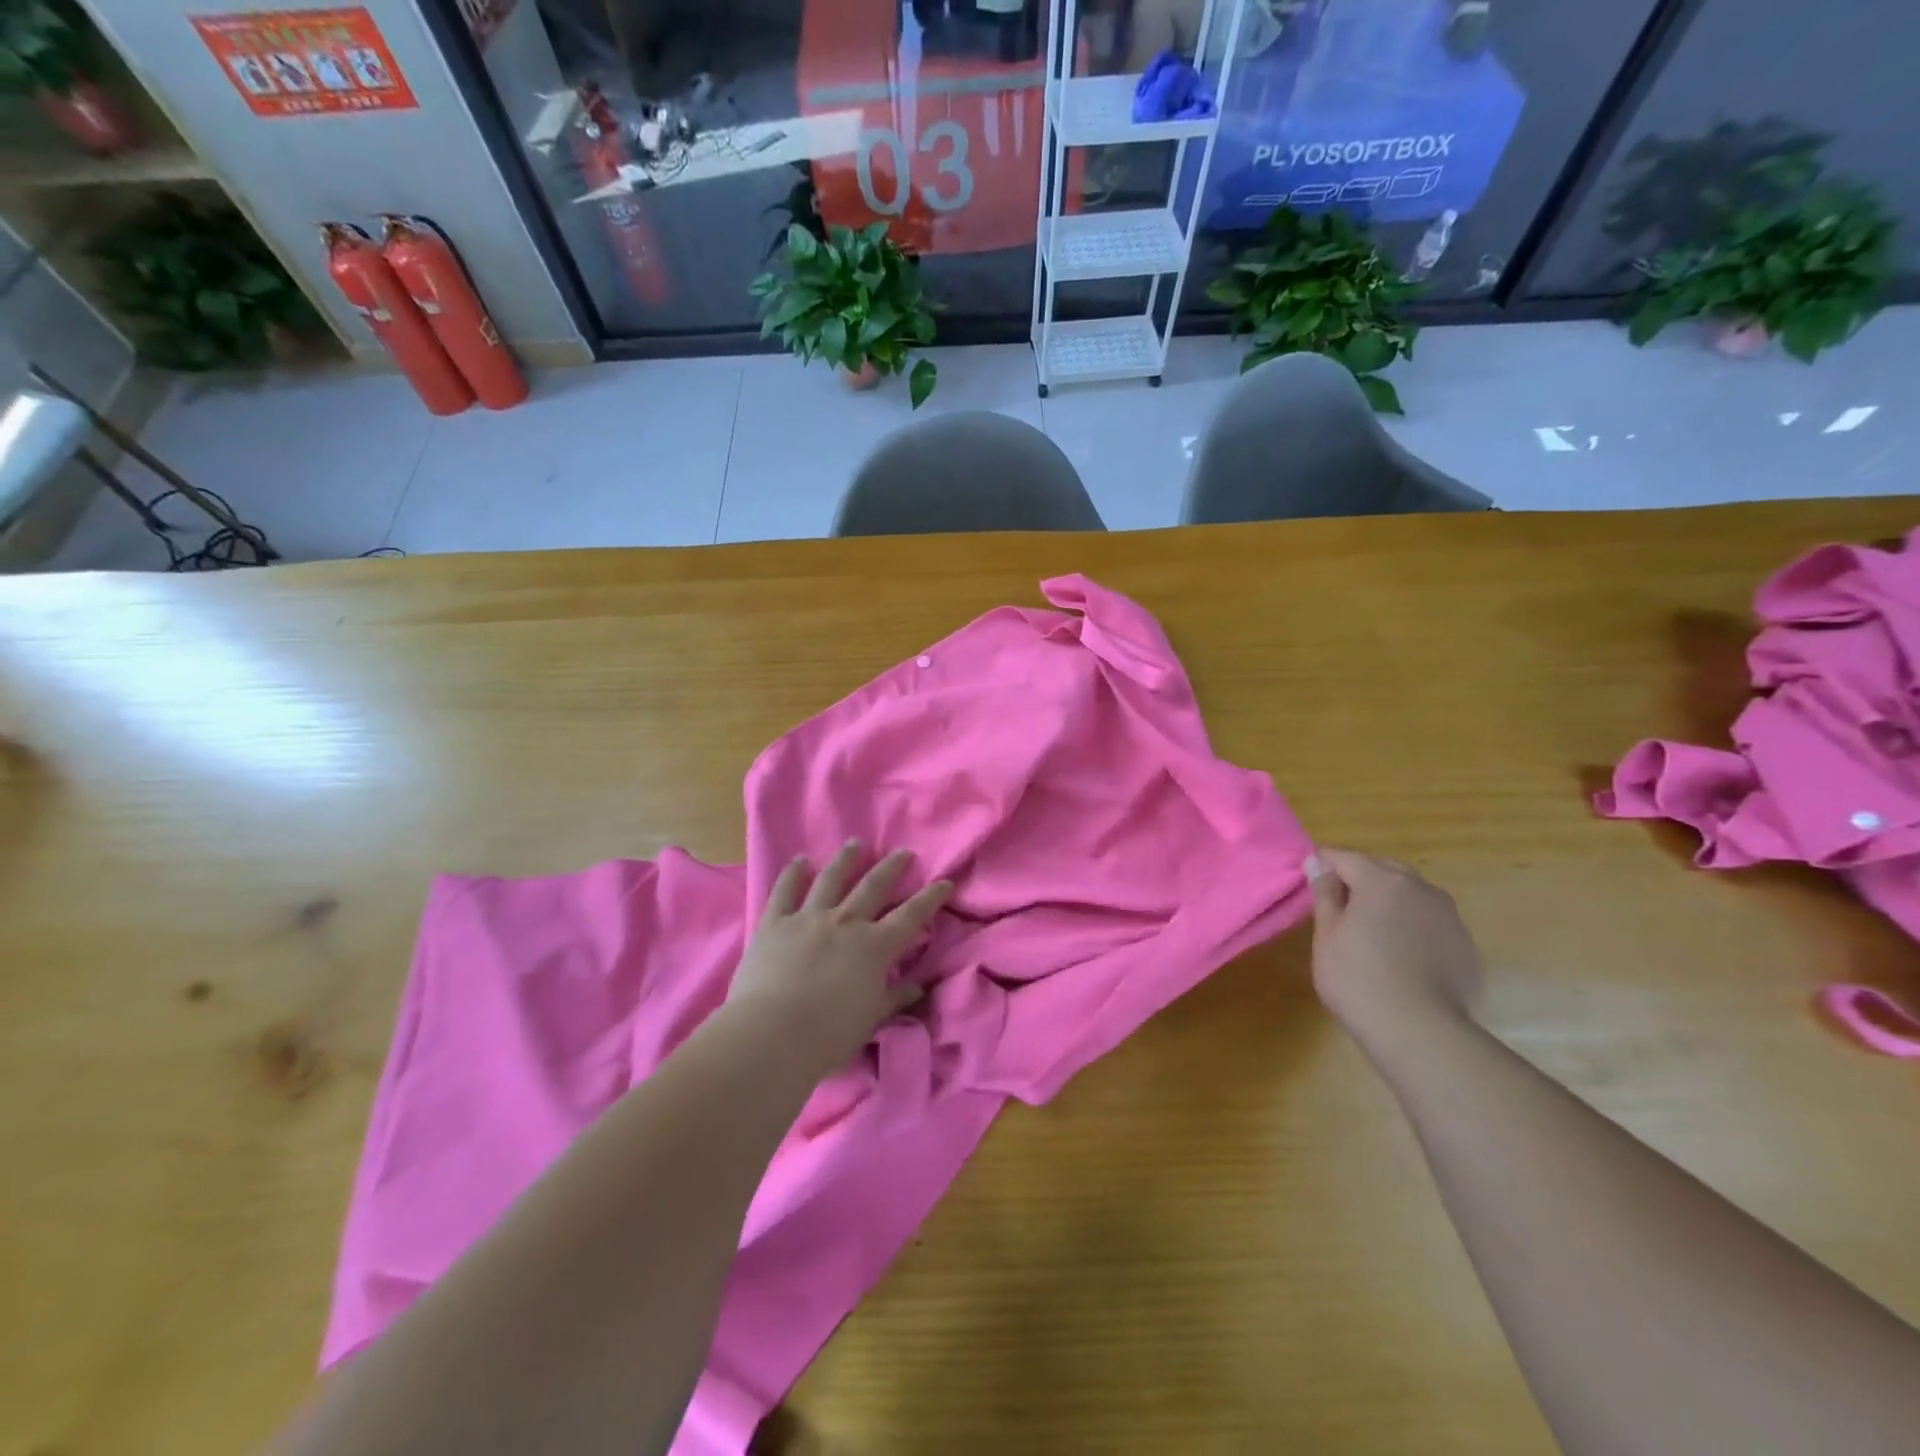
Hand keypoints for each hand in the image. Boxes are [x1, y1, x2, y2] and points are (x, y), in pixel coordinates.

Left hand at [726, 841, 951, 1077]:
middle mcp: (845, 923)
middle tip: (902, 852)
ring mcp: (808, 918)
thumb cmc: (828, 1035)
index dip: (930, 898)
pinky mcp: (774, 923)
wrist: (772, 1034)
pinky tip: (799, 861)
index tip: (944, 882)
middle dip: (891, 868)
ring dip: (846, 859)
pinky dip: (793, 874)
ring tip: (856, 843)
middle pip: (873, 886)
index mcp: (874, 947)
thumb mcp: (871, 1019)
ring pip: (831, 879)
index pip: (911, 916)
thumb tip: (919, 987)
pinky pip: (785, 891)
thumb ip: (894, 998)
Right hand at [1307, 848, 1481, 1042]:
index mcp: (1382, 881)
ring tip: (1371, 927)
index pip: (1345, 857)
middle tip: (1338, 904)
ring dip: (1389, 899)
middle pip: (1383, 868)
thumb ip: (1324, 893)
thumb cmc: (1358, 978)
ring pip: (1411, 893)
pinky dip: (1412, 924)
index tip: (1308, 876)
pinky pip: (1430, 920)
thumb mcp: (1327, 934)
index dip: (1323, 863)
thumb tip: (1318, 864)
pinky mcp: (1464, 944)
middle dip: (1359, 877)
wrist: (1420, 1032)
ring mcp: (1448, 916)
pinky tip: (1400, 952)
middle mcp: (1420, 888)